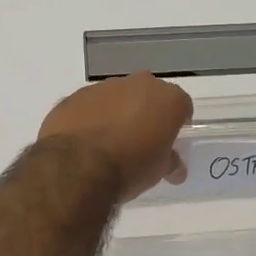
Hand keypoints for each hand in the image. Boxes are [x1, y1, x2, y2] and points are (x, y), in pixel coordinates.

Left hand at [38, 73, 193, 201]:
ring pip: (117, 97)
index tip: (170, 140)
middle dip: (146, 113)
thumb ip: (169, 162)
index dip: (177, 122)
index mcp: (166, 99)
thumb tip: (174, 167)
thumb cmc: (129, 167)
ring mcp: (103, 87)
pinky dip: (90, 118)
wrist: (77, 166)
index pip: (181, 105)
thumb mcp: (158, 171)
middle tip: (140, 140)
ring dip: (116, 113)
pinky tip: (84, 142)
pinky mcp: (74, 96)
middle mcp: (138, 84)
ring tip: (108, 143)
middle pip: (148, 95)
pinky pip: (89, 106)